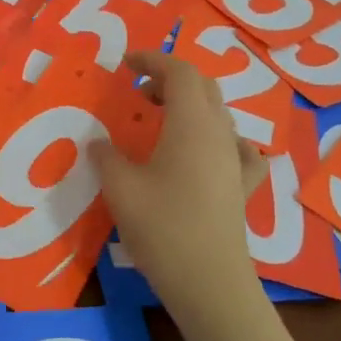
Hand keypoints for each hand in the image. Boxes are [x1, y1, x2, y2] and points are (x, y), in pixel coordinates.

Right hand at [92, 50, 269, 327]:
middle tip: (138, 90)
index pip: (180, 72)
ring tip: (159, 119)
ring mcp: (235, 161)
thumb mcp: (120, 187)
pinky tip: (207, 151)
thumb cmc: (162, 226)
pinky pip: (237, 147)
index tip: (125, 63)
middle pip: (203, 87)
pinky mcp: (242, 187)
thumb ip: (106, 156)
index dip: (152, 59)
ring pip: (218, 114)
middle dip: (170, 78)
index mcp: (191, 124)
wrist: (209, 281)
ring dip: (189, 105)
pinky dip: (217, 137)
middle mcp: (220, 134)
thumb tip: (98, 143)